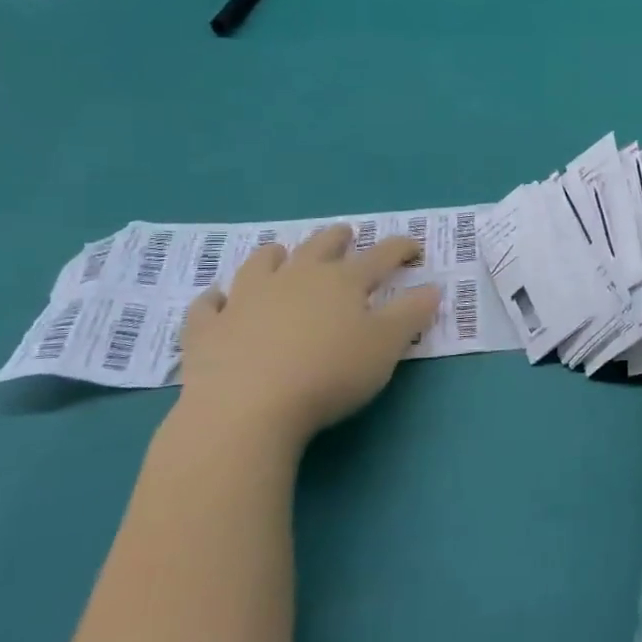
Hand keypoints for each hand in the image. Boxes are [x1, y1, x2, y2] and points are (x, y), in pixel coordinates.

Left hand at [178, 225, 440, 446]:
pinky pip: (209, 305)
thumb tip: (433, 287)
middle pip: (319, 247)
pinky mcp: (208, 327)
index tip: (415, 247)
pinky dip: (216, 300)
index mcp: (342, 282)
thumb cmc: (329, 374)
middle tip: (346, 234)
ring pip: (261, 264)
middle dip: (337, 238)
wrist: (247, 407)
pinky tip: (218, 300)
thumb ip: (411, 315)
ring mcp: (245, 299)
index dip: (400, 248)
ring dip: (274, 256)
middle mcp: (294, 278)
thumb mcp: (385, 347)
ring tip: (280, 254)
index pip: (380, 256)